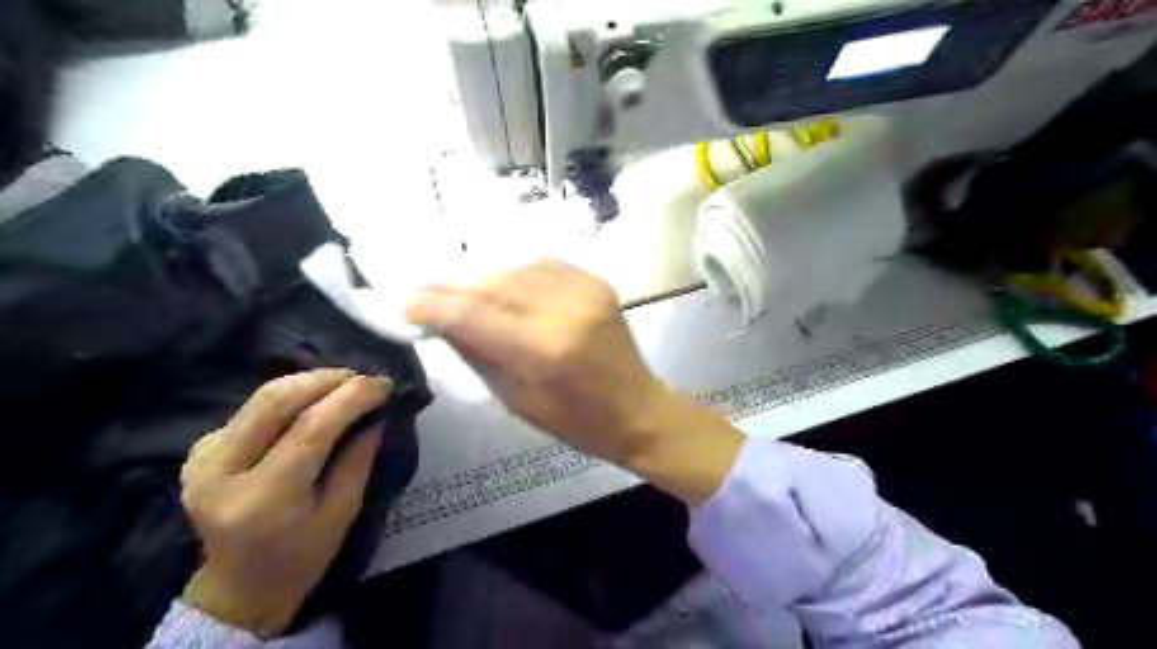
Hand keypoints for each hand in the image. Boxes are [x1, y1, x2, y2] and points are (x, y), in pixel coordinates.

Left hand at [177, 368, 389, 635]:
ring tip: (346, 383)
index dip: (351, 398)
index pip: (311, 429)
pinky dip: (291, 395)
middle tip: (364, 377)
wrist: (239, 585)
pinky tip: (315, 401)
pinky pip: (253, 407)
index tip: (384, 384)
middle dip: (327, 379)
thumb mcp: (343, 512)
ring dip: (310, 381)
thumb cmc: (302, 556)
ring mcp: (203, 458)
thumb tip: (376, 411)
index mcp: (263, 498)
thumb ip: (358, 458)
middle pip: (276, 401)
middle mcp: (222, 472)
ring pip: (262, 396)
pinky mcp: (200, 448)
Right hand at [405, 258, 740, 500]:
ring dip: (482, 279)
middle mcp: (564, 309)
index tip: (406, 305)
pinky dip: (515, 274)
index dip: (433, 305)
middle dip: (452, 287)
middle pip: (492, 284)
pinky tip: (502, 287)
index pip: (473, 314)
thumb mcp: (516, 399)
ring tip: (458, 291)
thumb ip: (478, 354)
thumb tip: (441, 322)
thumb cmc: (577, 422)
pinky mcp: (597, 282)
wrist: (638, 409)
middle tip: (424, 294)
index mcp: (544, 349)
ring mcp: (585, 290)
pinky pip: (542, 266)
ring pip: (514, 269)